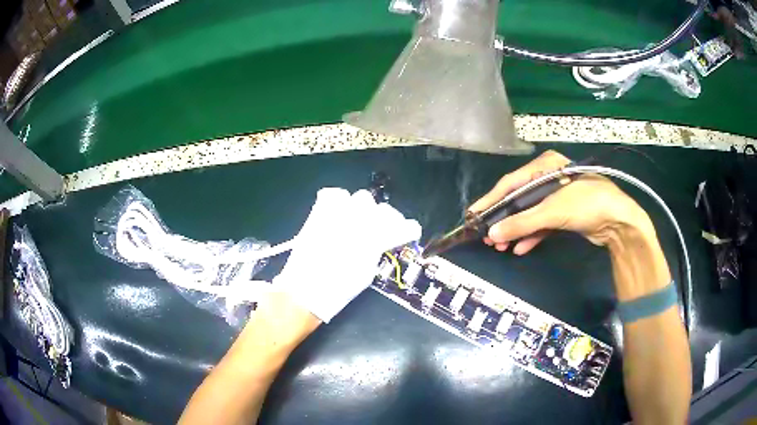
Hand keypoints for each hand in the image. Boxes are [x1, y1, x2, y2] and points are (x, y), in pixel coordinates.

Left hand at [274, 188, 421, 322]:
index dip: (408, 229)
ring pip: (359, 198)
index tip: (409, 231)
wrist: (304, 291)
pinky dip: (339, 201)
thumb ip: (376, 251)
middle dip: (384, 217)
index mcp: (374, 241)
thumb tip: (381, 240)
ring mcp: (338, 214)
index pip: (402, 226)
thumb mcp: (366, 274)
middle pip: (382, 208)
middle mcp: (359, 222)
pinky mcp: (319, 213)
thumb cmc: (338, 290)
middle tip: (379, 229)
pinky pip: (333, 195)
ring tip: (356, 221)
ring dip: (361, 209)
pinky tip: (338, 213)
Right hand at [469, 150, 653, 254]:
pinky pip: (542, 223)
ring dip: (516, 230)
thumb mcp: (553, 211)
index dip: (491, 200)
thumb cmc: (588, 203)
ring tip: (499, 246)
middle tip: (486, 236)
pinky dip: (532, 235)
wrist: (620, 221)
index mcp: (545, 166)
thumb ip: (522, 222)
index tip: (472, 215)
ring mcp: (557, 196)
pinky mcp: (564, 213)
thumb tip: (492, 234)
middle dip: (503, 219)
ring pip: (529, 213)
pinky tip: (520, 248)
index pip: (510, 183)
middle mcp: (549, 177)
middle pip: (519, 199)